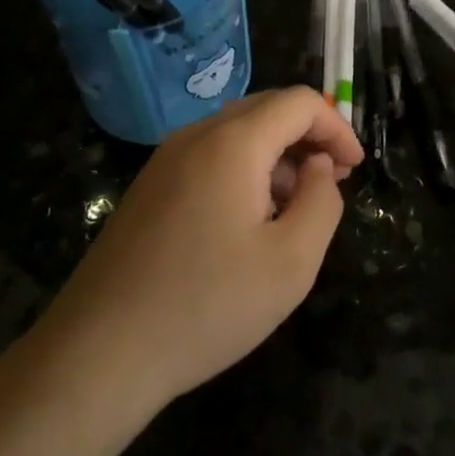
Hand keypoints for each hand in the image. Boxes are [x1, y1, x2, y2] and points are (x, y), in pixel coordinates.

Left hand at [38, 87, 362, 414]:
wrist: (99, 353)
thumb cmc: (206, 306)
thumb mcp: (291, 262)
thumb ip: (322, 202)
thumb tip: (318, 168)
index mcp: (233, 142)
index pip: (300, 102)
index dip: (337, 127)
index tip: (355, 169)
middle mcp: (196, 135)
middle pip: (267, 109)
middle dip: (309, 137)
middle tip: (333, 183)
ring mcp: (166, 160)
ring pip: (237, 133)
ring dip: (277, 155)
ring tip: (295, 209)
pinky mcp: (149, 187)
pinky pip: (210, 157)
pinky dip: (244, 170)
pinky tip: (248, 222)